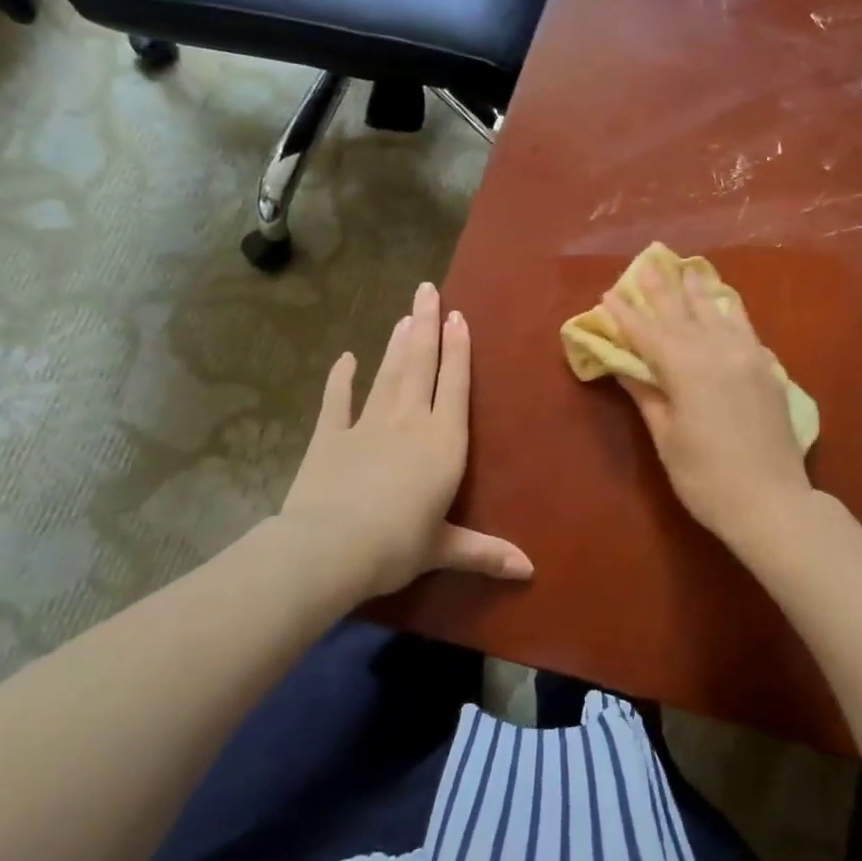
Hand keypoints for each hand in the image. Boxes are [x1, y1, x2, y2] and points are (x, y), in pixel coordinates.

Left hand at [280, 282, 532, 598]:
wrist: (331, 547)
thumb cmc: (398, 545)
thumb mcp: (445, 548)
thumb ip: (485, 552)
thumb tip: (530, 571)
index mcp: (443, 441)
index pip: (456, 384)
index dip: (459, 349)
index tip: (458, 316)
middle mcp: (410, 421)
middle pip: (421, 364)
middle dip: (427, 325)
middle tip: (428, 289)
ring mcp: (368, 423)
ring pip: (388, 373)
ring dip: (397, 342)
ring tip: (405, 313)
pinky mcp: (331, 435)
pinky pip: (337, 400)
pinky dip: (341, 378)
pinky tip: (345, 358)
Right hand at [603, 260, 814, 547]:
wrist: (771, 502)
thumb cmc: (706, 477)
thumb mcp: (667, 438)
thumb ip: (647, 395)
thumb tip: (625, 367)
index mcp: (686, 367)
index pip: (648, 333)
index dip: (626, 314)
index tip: (609, 293)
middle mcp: (717, 350)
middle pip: (682, 313)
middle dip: (661, 289)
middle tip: (646, 262)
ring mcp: (747, 356)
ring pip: (717, 312)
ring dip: (697, 290)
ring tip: (685, 268)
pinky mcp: (767, 369)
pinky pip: (745, 327)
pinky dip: (730, 310)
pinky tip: (725, 300)